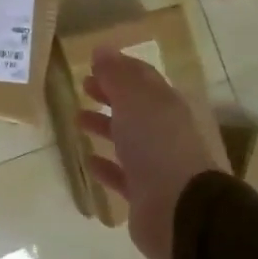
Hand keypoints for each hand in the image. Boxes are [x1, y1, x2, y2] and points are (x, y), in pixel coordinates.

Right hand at [78, 46, 223, 258]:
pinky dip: (106, 165)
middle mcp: (164, 131)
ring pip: (127, 139)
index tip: (93, 63)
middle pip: (134, 107)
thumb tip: (102, 49)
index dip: (119, 68)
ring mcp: (156, 164)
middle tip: (83, 86)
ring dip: (104, 126)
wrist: (180, 209)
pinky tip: (89, 161)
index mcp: (166, 105)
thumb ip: (117, 75)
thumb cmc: (157, 145)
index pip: (142, 78)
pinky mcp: (145, 194)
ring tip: (77, 119)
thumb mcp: (135, 100)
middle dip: (110, 94)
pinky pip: (122, 174)